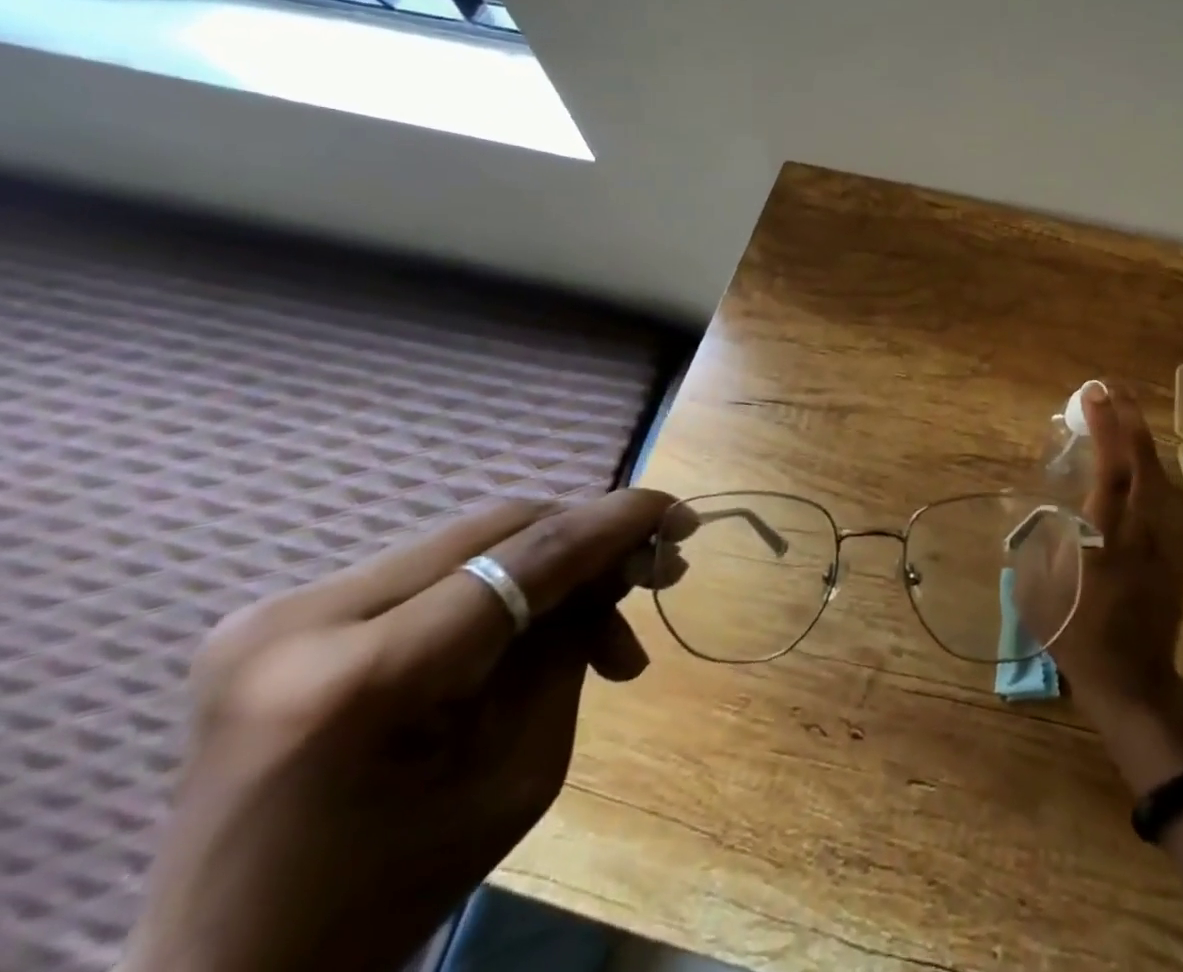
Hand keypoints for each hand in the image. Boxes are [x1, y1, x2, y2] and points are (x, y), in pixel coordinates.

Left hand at [123, 489, 677, 971]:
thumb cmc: (390, 895)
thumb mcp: (519, 773)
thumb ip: (568, 650)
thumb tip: (618, 568)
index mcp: (361, 680)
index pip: (524, 557)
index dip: (616, 521)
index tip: (679, 512)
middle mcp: (303, 620)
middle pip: (497, 531)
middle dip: (589, 540)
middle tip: (654, 569)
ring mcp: (277, 612)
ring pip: (468, 541)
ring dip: (548, 564)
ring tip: (601, 617)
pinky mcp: (277, 615)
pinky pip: (427, 569)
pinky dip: (496, 582)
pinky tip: (528, 623)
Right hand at [1035, 381, 1182, 791]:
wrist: (1137, 683)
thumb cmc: (1080, 639)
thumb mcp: (1041, 593)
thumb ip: (1038, 542)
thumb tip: (1031, 505)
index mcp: (1107, 540)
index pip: (1112, 471)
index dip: (1105, 428)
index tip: (1092, 393)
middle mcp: (1144, 532)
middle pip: (1145, 463)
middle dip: (1129, 419)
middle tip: (1110, 387)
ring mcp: (1168, 541)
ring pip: (1162, 475)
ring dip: (1143, 438)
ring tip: (1124, 412)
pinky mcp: (1179, 551)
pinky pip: (1169, 494)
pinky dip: (1153, 465)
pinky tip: (1141, 458)